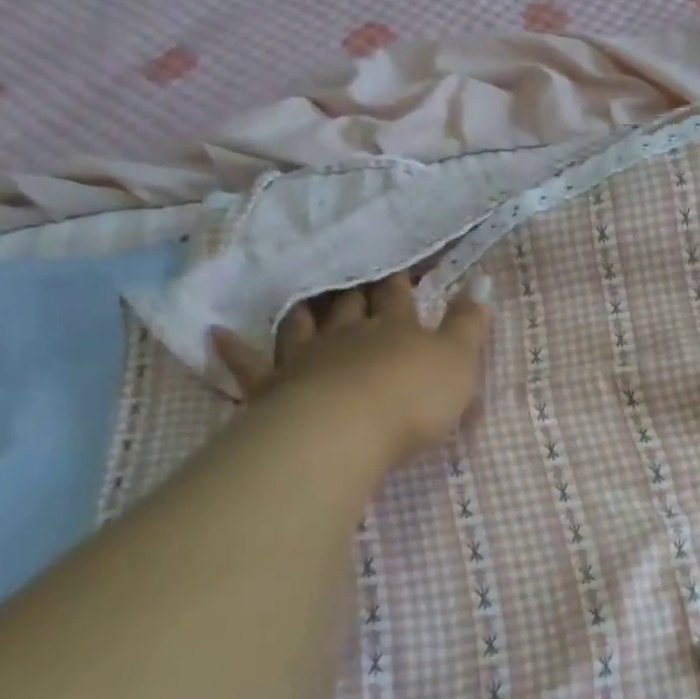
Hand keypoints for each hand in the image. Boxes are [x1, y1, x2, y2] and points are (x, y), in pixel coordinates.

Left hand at [210, 272, 490, 469]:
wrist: (347, 432)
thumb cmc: (413, 397)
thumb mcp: (459, 360)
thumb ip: (470, 323)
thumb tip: (482, 280)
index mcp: (396, 328)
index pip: (399, 298)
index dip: (401, 282)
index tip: (400, 266)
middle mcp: (349, 335)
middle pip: (350, 306)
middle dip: (355, 290)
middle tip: (352, 276)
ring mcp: (307, 359)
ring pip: (304, 326)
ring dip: (306, 312)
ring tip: (304, 298)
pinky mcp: (274, 389)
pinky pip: (250, 366)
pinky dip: (235, 349)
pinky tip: (217, 334)